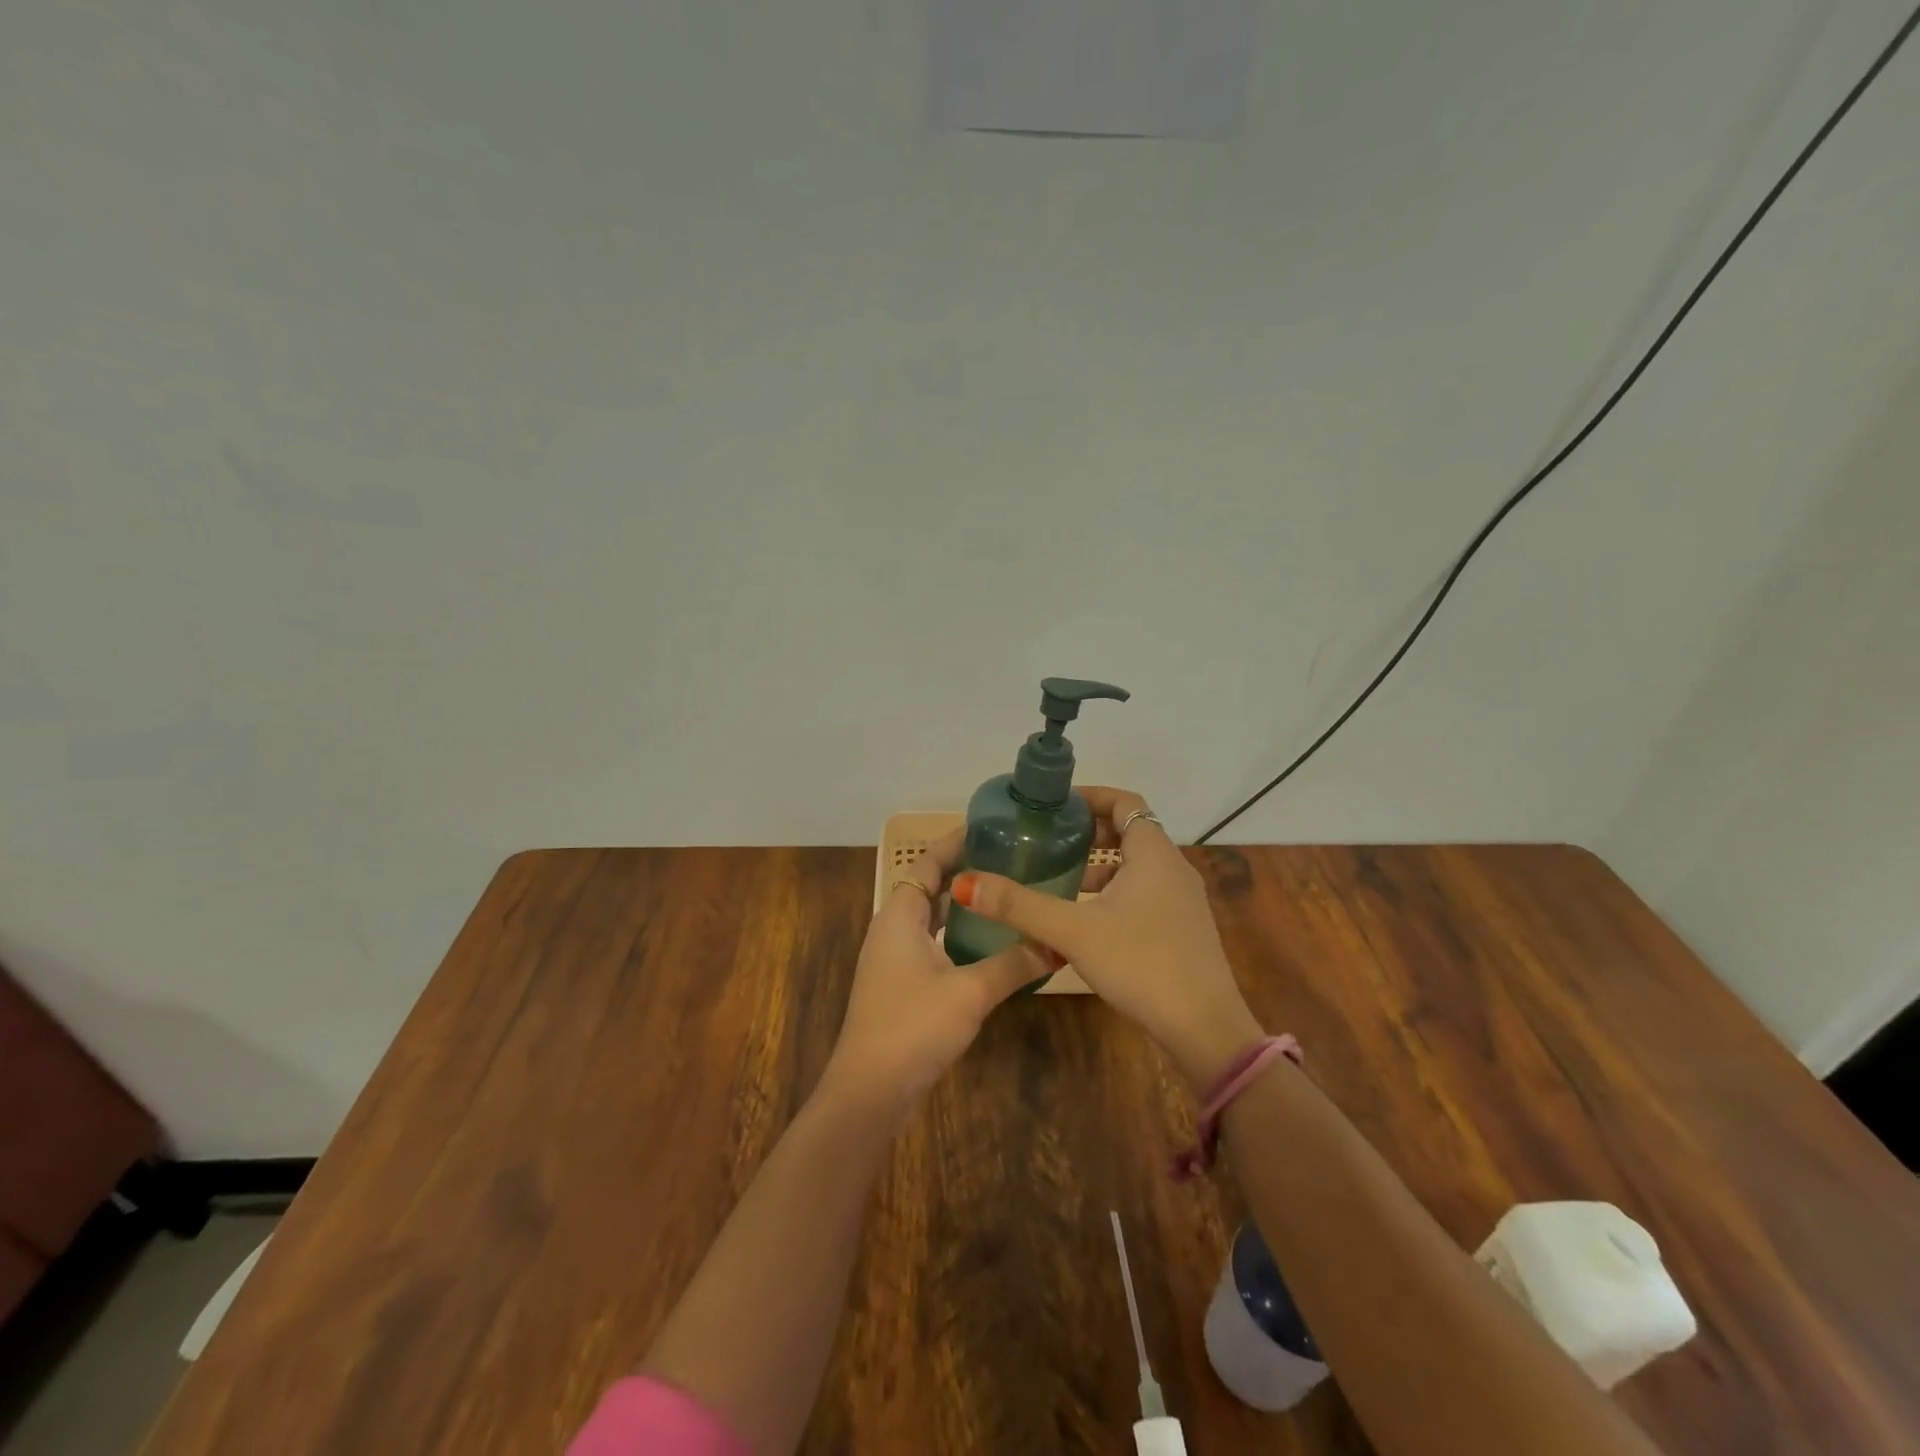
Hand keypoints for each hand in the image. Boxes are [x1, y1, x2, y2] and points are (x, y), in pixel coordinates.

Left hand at [821, 828, 1053, 1114]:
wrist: (870, 1091)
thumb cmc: (914, 1026)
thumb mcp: (971, 991)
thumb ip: (1014, 964)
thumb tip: (1056, 945)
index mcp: (899, 916)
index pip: (926, 864)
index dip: (954, 843)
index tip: (989, 828)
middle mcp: (892, 930)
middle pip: (928, 888)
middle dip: (964, 873)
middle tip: (1008, 861)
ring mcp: (893, 961)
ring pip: (930, 920)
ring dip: (960, 907)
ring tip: (1003, 895)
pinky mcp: (900, 987)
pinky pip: (931, 945)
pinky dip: (955, 936)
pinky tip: (988, 947)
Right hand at [951, 787, 1261, 1089]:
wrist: (1204, 1028)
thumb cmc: (1142, 963)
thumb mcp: (1074, 932)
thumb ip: (1020, 906)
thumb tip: (967, 882)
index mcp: (1153, 854)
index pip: (1125, 802)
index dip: (1090, 797)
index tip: (1055, 806)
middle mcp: (1172, 869)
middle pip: (1130, 832)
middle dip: (1090, 832)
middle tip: (1050, 841)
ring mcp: (1182, 901)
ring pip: (1136, 867)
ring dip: (1101, 866)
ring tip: (1060, 878)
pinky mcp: (1182, 930)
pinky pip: (1143, 893)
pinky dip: (1113, 893)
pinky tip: (1086, 921)